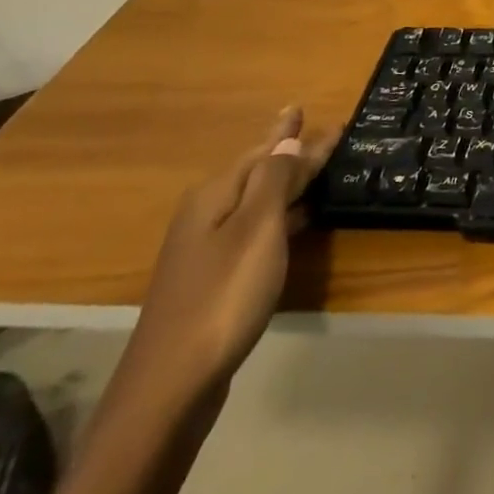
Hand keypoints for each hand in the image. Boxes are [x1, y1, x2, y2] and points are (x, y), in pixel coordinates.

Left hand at [121, 107, 333, 407]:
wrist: (172, 384)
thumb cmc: (223, 296)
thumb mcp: (258, 230)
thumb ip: (275, 181)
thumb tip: (289, 138)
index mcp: (215, 197)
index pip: (264, 152)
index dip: (292, 134)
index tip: (312, 109)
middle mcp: (206, 215)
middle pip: (256, 173)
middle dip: (287, 152)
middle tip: (321, 134)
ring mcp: (206, 250)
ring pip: (255, 201)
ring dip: (285, 183)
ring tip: (314, 168)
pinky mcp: (214, 279)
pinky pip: (255, 228)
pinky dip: (280, 215)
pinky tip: (297, 220)